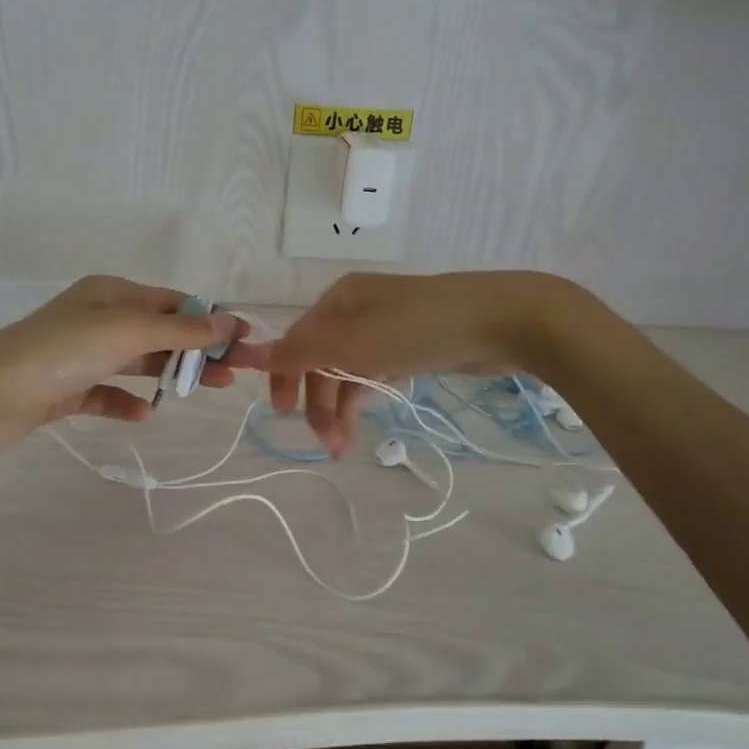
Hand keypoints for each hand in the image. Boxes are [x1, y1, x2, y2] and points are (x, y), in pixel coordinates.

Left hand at [0, 276, 256, 461]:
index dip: (210, 320)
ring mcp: (80, 354)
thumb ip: (180, 331)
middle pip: (160, 333)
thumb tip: (229, 321)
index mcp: (111, 294)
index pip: (173, 303)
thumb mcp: (127, 331)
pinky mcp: (64, 388)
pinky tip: (144, 415)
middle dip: (197, 351)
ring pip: (137, 362)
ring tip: (207, 392)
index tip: (244, 342)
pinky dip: (127, 402)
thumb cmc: (60, 352)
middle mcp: (97, 318)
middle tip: (233, 376)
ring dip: (169, 375)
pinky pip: (106, 393)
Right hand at [268, 271, 551, 456]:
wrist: (501, 321)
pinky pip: (376, 372)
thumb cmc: (418, 329)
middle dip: (321, 402)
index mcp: (338, 301)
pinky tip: (369, 416)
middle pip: (323, 360)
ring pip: (350, 371)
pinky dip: (368, 395)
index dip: (284, 376)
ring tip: (347, 447)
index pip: (297, 341)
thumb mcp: (353, 342)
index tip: (282, 414)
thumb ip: (300, 351)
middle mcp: (357, 310)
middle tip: (330, 444)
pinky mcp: (412, 346)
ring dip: (344, 407)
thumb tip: (248, 353)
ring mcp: (386, 328)